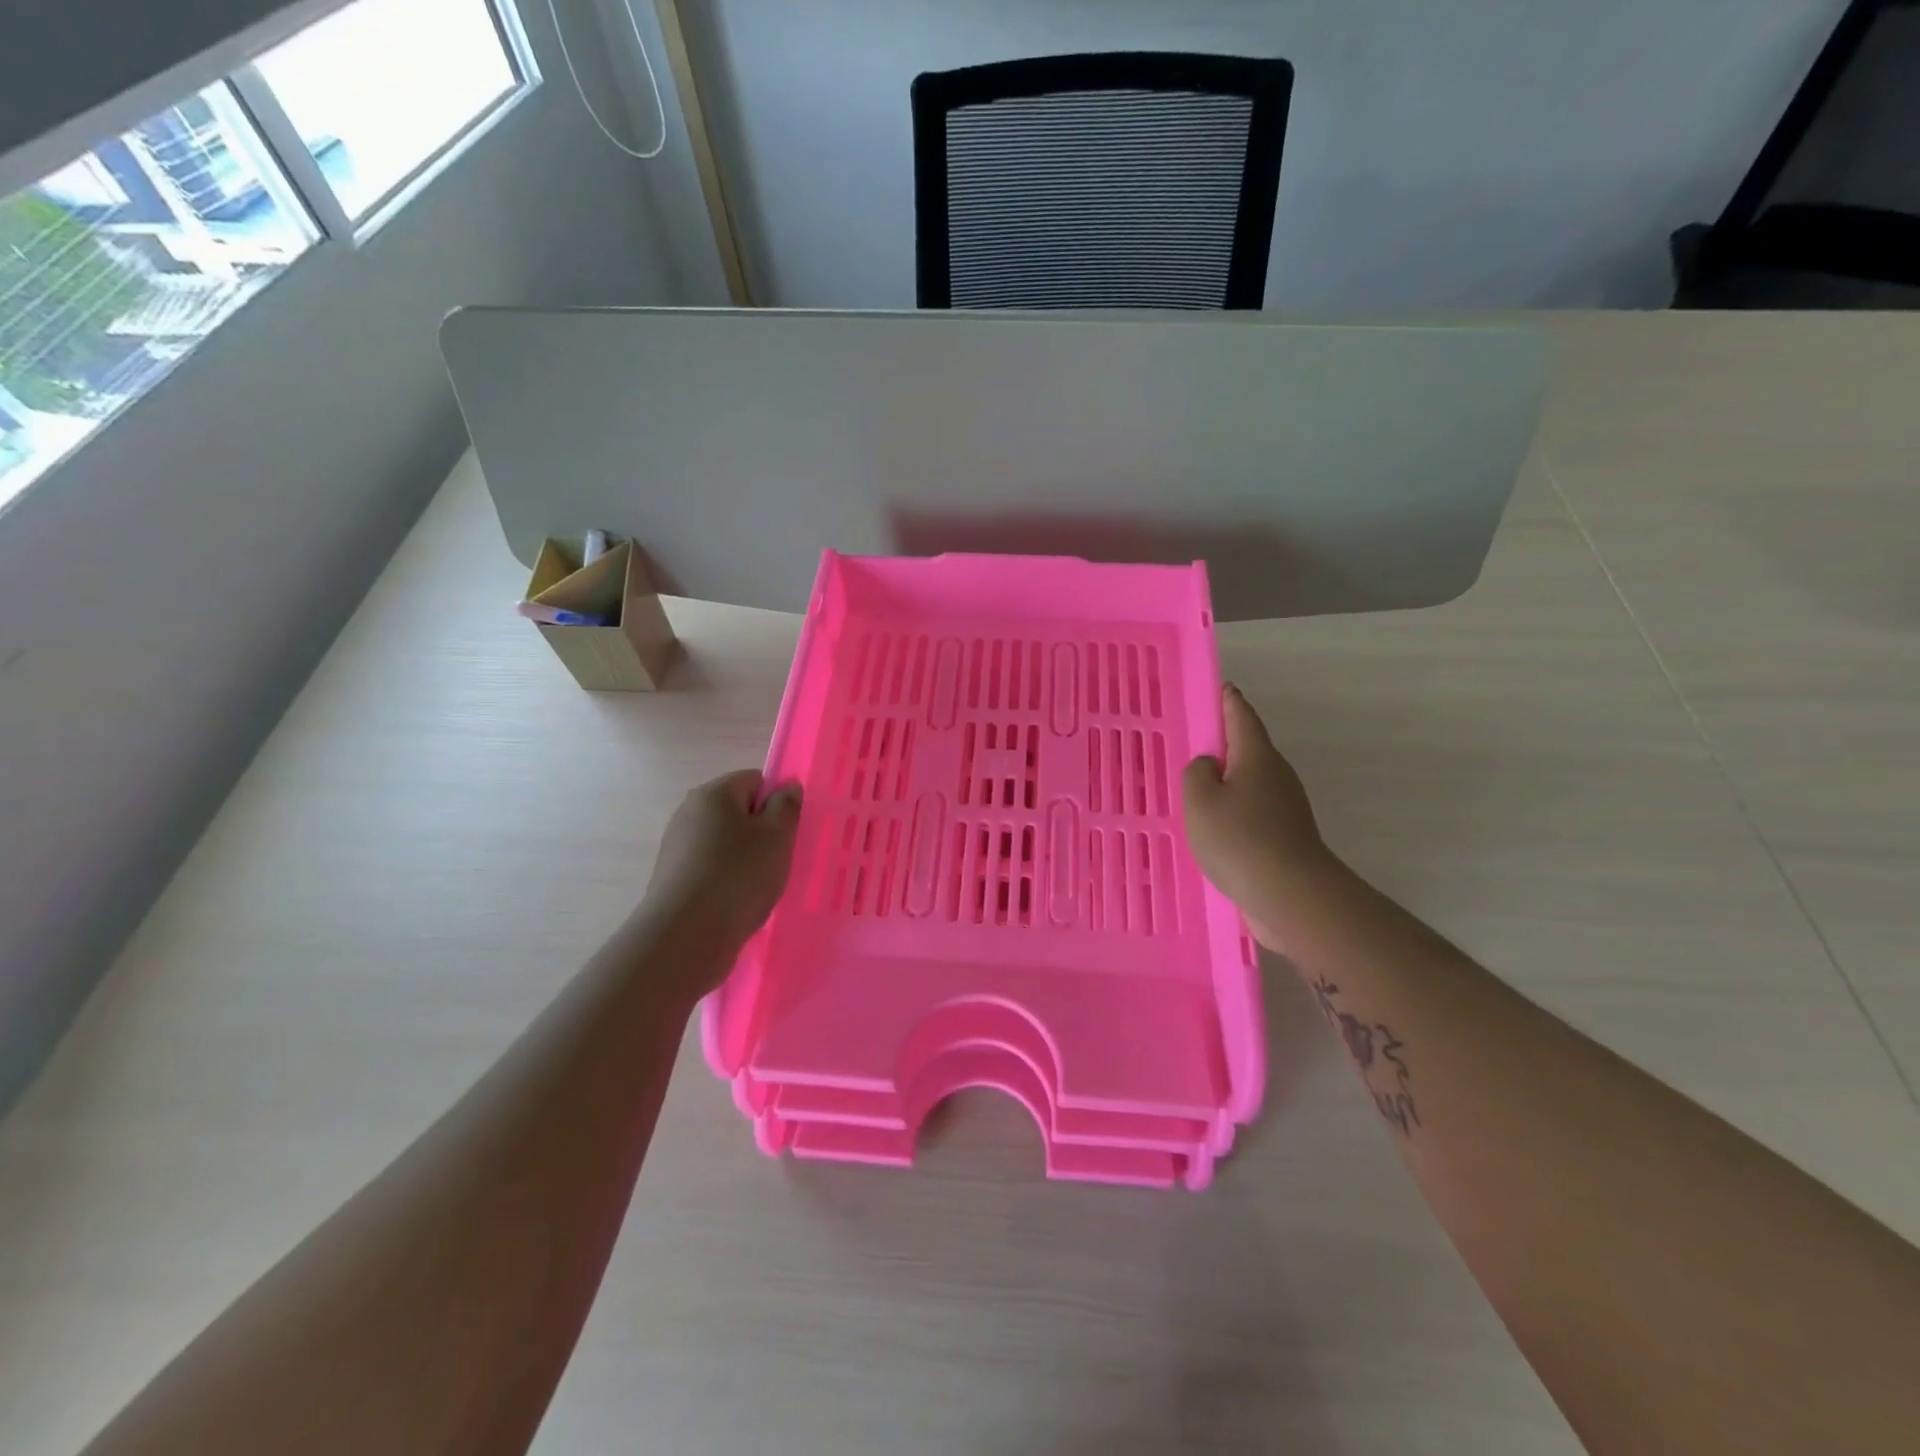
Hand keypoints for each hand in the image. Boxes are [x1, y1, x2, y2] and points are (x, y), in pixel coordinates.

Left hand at [643, 771, 801, 959]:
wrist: (686, 935)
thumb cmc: (739, 875)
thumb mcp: (777, 836)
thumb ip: (786, 806)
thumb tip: (787, 786)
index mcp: (713, 793)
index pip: (755, 780)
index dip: (776, 802)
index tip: (787, 832)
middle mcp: (689, 812)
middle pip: (737, 812)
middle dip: (761, 832)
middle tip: (778, 859)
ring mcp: (676, 846)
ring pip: (724, 843)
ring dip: (745, 859)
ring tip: (758, 887)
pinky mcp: (672, 878)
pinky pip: (710, 869)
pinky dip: (726, 881)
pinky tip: (736, 903)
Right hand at [1182, 685, 1332, 947]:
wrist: (1292, 896)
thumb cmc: (1240, 840)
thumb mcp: (1200, 801)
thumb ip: (1197, 774)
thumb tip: (1210, 768)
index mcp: (1256, 756)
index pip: (1241, 715)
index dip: (1228, 701)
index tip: (1219, 688)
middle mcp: (1276, 775)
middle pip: (1247, 749)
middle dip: (1223, 745)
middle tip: (1192, 745)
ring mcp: (1286, 807)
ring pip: (1249, 783)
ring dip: (1226, 783)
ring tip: (1195, 791)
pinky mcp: (1285, 836)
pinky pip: (1252, 812)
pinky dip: (1233, 812)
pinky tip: (1213, 829)